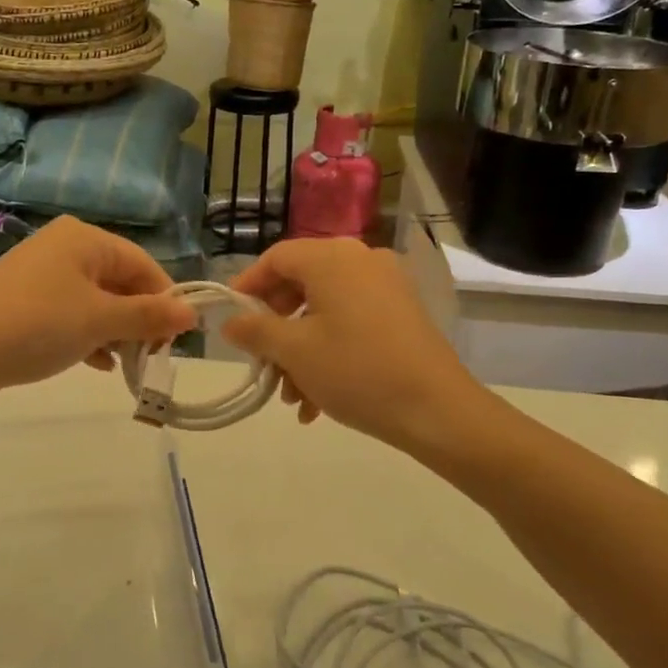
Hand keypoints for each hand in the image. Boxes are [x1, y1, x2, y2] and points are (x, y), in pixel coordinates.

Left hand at [0, 216, 194, 413]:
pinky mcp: (24, 304)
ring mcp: (41, 277)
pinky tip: (98, 364)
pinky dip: (89, 337)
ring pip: (95, 302)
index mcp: (84, 239)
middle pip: (119, 282)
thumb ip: (148, 316)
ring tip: (127, 365)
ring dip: (116, 332)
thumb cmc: (37, 325)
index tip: (177, 338)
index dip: (165, 300)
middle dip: (139, 319)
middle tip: (151, 357)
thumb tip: (192, 313)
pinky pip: (71, 316)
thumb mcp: (100, 320)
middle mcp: (63, 249)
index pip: (143, 264)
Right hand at [223, 238, 488, 451]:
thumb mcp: (295, 352)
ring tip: (291, 396)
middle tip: (261, 361)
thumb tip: (231, 322)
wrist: (436, 409)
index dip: (248, 285)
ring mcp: (386, 285)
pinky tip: (318, 399)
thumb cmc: (356, 370)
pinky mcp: (402, 312)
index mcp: (332, 258)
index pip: (277, 257)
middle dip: (276, 327)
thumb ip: (255, 331)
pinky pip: (351, 321)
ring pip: (325, 309)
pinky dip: (329, 350)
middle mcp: (361, 260)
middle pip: (301, 282)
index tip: (230, 318)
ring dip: (300, 349)